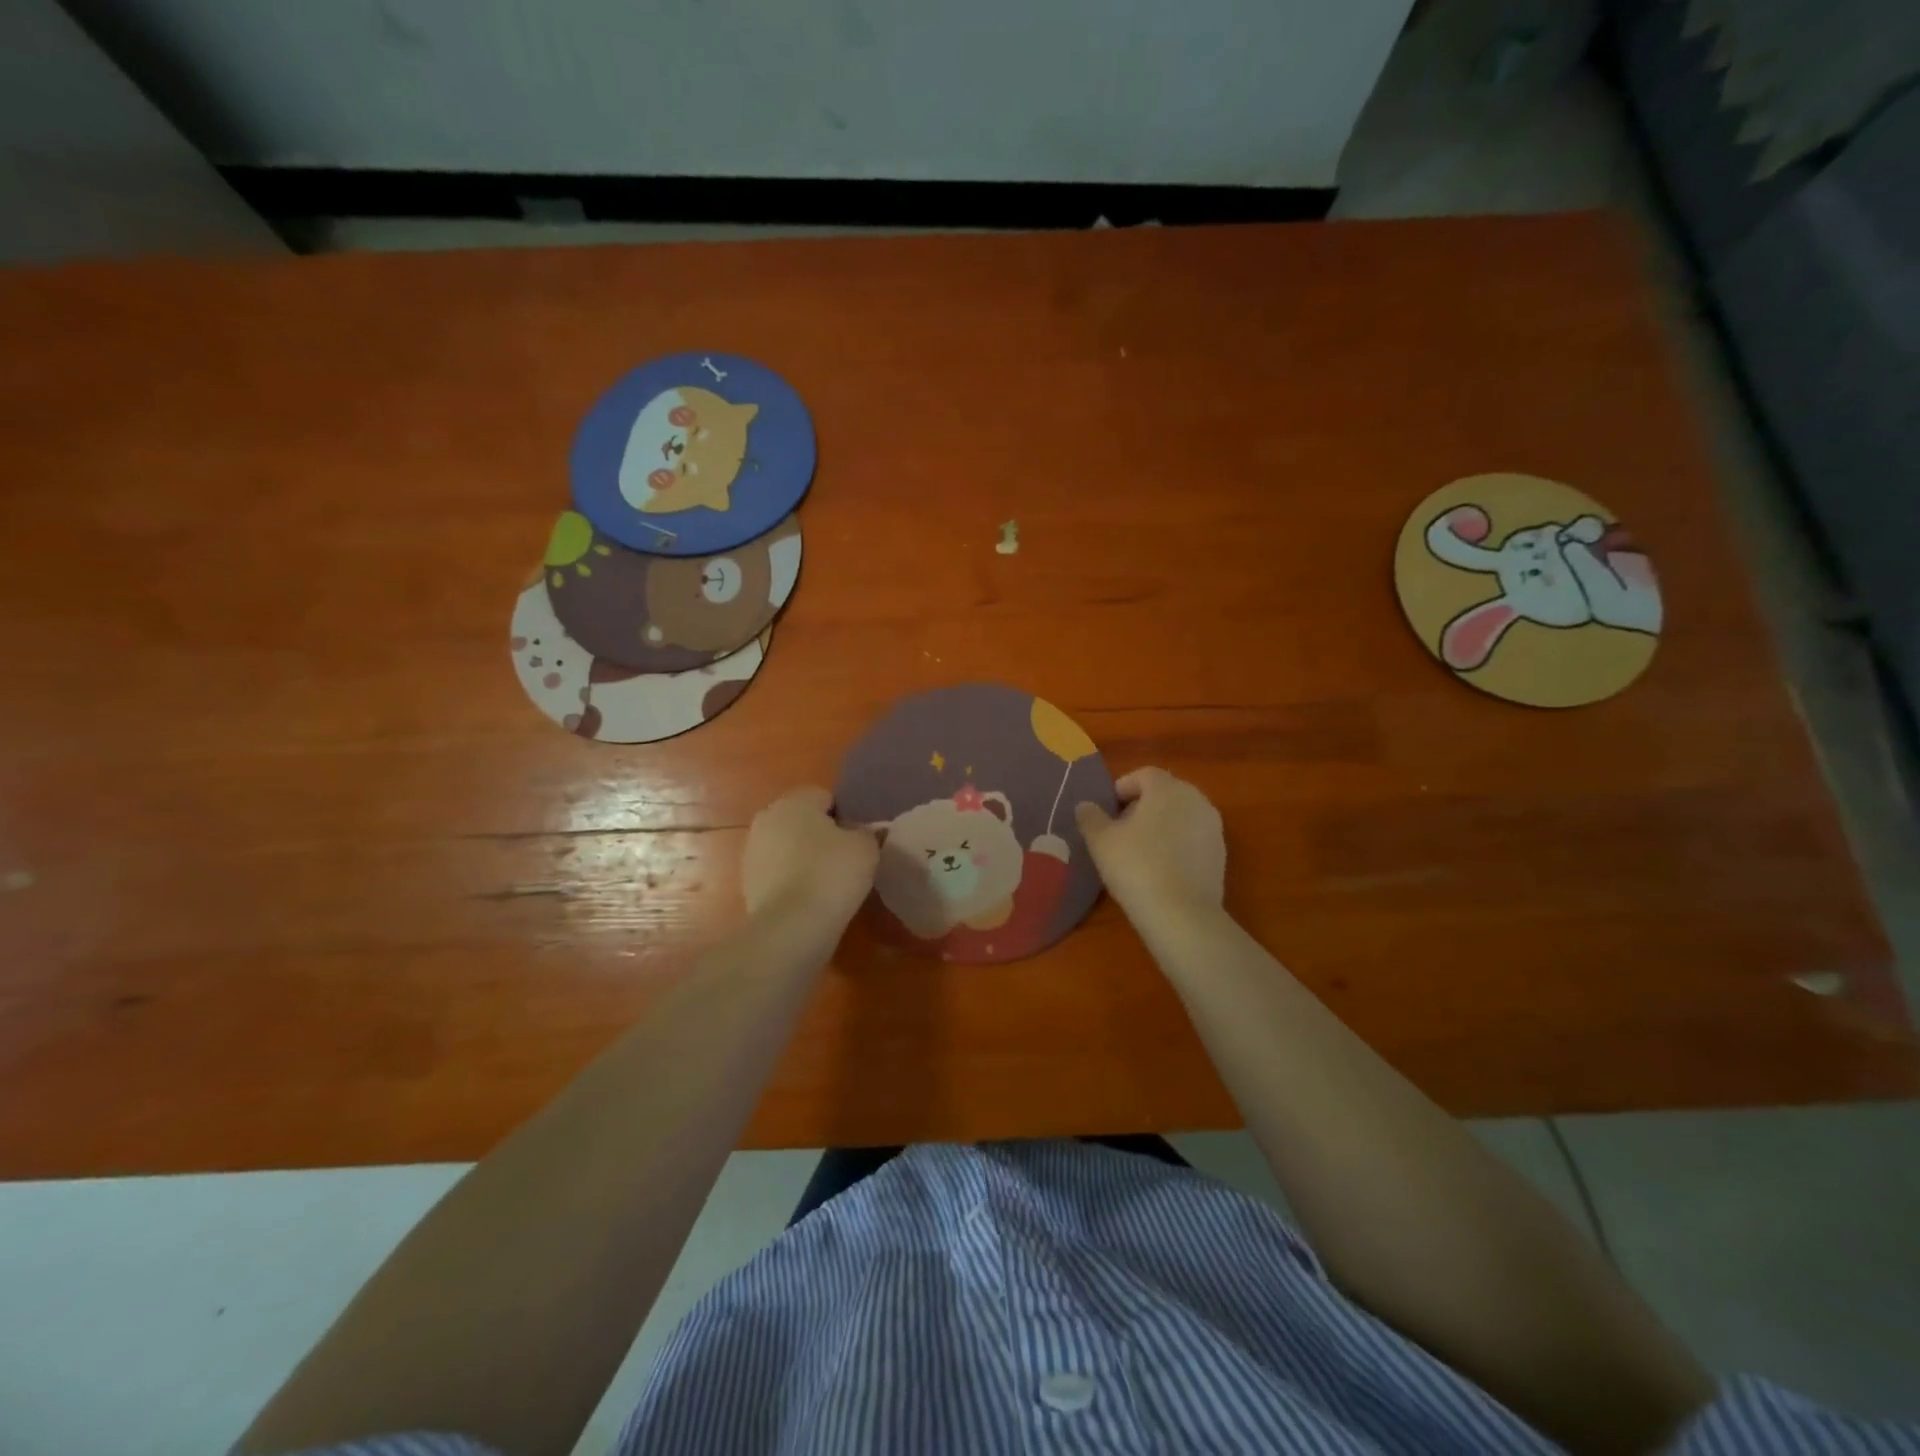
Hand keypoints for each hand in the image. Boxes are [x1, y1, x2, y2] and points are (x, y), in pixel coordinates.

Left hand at [742, 787, 877, 922]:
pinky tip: (809, 898)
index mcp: (795, 801)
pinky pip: (778, 872)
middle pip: (802, 820)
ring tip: (827, 882)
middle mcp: (767, 818)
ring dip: (804, 858)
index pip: (825, 797)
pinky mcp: (747, 882)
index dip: (845, 816)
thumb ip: (866, 832)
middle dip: (821, 835)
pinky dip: (792, 880)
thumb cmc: (832, 874)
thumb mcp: (865, 847)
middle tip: (845, 859)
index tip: (857, 840)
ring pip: (788, 846)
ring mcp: (752, 851)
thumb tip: (861, 833)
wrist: (792, 926)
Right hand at [1075, 768, 1224, 918]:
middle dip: (1141, 805)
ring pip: (1180, 815)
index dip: (1122, 788)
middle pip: (1164, 792)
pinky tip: (1161, 868)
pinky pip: (1192, 837)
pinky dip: (1177, 844)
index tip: (1107, 810)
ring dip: (1160, 824)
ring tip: (1140, 850)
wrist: (1182, 914)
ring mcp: (1213, 827)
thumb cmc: (1136, 867)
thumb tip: (1085, 806)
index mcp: (1167, 788)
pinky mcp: (1220, 853)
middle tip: (1120, 830)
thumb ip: (1090, 817)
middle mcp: (1196, 799)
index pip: (1143, 774)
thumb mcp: (1101, 841)